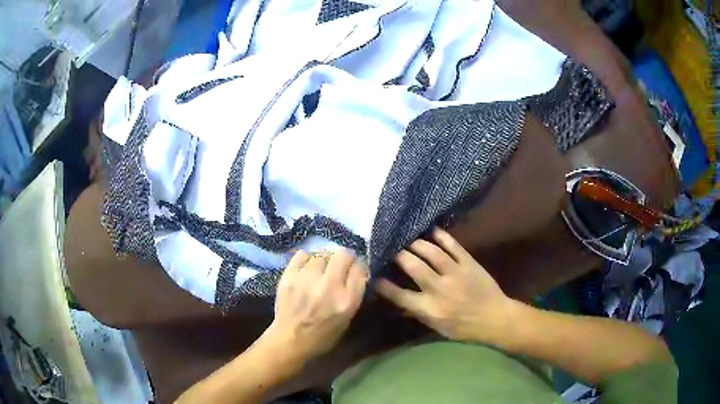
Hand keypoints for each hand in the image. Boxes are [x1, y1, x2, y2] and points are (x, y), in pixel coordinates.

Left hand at [264, 250, 367, 360]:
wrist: (290, 340)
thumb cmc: (322, 335)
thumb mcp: (347, 319)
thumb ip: (353, 294)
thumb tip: (356, 272)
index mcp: (347, 300)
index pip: (360, 269)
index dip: (358, 266)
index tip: (354, 269)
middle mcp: (329, 286)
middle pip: (343, 255)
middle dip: (344, 259)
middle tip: (339, 266)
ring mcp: (307, 279)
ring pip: (322, 254)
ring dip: (324, 260)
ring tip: (321, 269)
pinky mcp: (289, 275)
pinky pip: (303, 254)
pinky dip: (308, 259)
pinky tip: (307, 267)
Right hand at [376, 228, 512, 341]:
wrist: (495, 318)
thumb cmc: (464, 328)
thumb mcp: (437, 328)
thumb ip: (418, 313)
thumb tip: (398, 303)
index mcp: (430, 308)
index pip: (399, 295)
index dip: (383, 284)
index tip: (373, 274)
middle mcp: (439, 289)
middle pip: (413, 266)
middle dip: (398, 255)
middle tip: (390, 247)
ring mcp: (455, 273)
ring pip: (431, 252)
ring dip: (416, 243)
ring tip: (407, 238)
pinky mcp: (469, 263)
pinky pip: (453, 245)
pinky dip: (441, 236)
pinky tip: (431, 230)